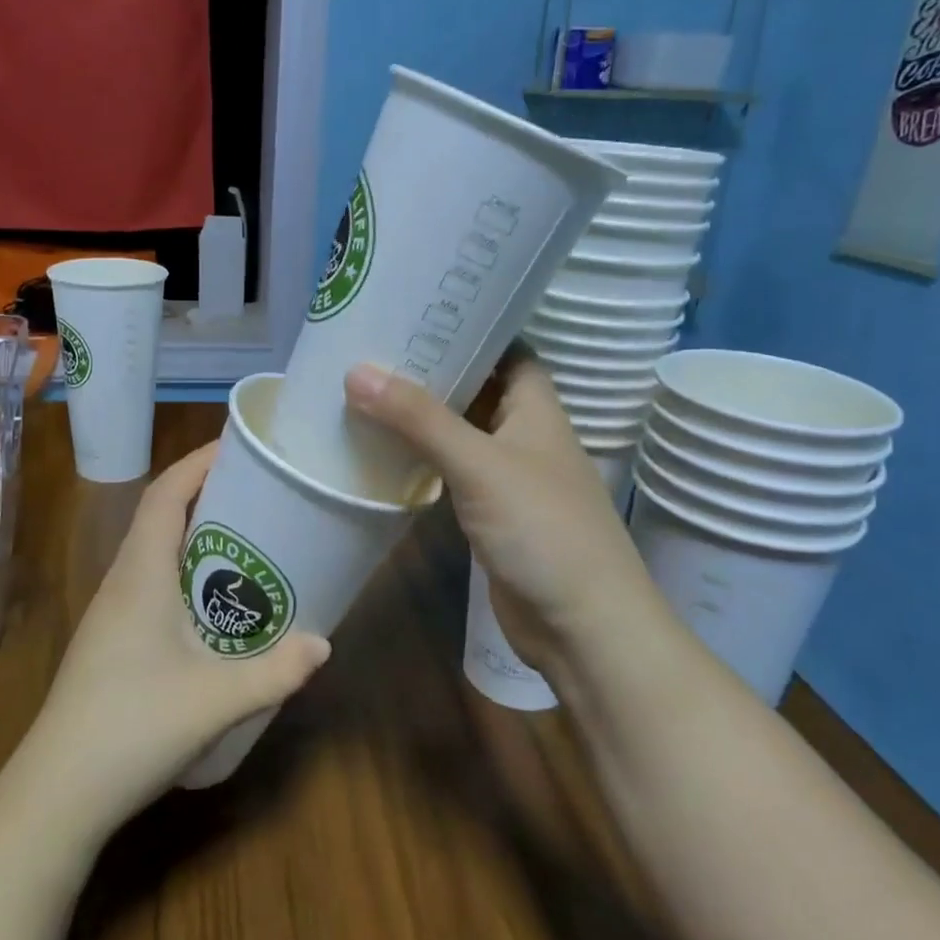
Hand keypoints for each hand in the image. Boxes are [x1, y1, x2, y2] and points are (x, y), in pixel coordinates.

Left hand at [20, 443, 330, 831]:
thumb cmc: (131, 728)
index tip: (239, 445)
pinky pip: (154, 583)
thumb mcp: (215, 699)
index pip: (164, 494)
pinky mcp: (114, 642)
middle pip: (161, 515)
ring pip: (157, 551)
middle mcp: (123, 582)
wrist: (56, 797)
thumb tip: (325, 645)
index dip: (198, 461)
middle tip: (261, 491)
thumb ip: (275, 671)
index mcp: (140, 574)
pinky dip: (188, 572)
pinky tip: (219, 603)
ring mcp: (113, 614)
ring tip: (250, 538)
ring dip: (198, 534)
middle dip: (208, 493)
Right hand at [344, 356, 657, 674]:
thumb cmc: (543, 530)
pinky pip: (454, 472)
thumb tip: (356, 371)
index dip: (470, 328)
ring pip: (462, 432)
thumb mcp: (480, 465)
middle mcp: (525, 435)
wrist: (582, 626)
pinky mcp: (492, 514)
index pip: (507, 349)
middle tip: (374, 348)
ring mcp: (509, 477)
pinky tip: (385, 450)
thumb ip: (420, 419)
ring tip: (367, 389)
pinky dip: (424, 459)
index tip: (417, 312)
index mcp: (537, 408)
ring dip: (424, 416)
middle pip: (479, 388)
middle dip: (434, 370)